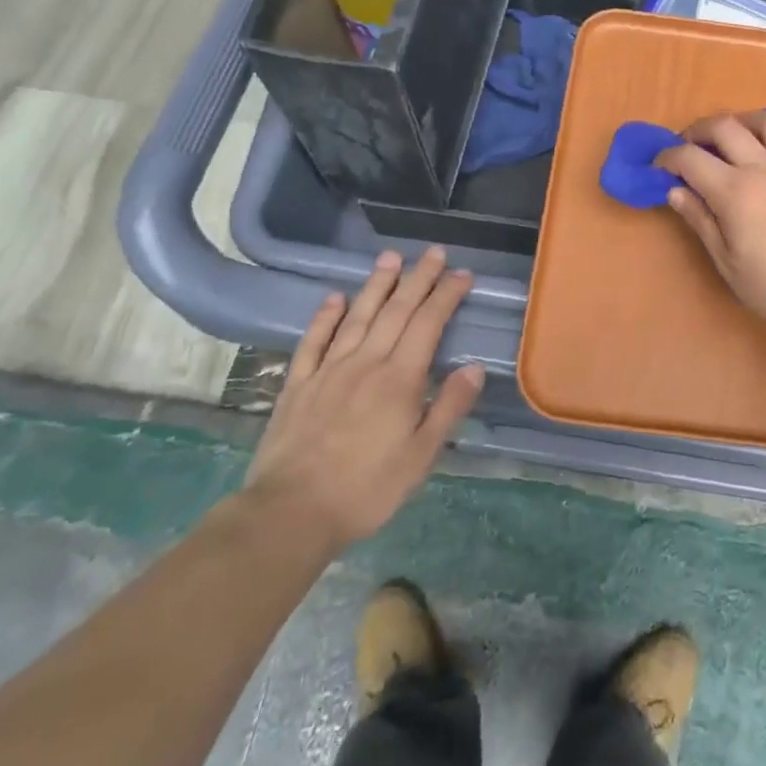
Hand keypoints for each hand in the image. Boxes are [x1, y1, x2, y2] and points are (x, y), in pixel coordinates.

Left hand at [243, 249, 483, 554]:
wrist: (290, 513)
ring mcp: (328, 371)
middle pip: (396, 311)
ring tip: (390, 257)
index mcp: (399, 379)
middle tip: (434, 253)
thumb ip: (448, 408)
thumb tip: (475, 367)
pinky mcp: (298, 385)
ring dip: (376, 285)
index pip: (428, 325)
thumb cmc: (366, 489)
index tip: (462, 275)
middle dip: (418, 279)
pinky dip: (325, 317)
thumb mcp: (421, 457)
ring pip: (357, 316)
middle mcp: (366, 363)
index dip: (446, 296)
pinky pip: (313, 341)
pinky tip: (334, 298)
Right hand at [656, 111, 765, 332]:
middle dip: (699, 130)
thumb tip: (674, 191)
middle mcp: (764, 167)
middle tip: (690, 147)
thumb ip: (700, 220)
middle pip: (725, 126)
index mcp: (734, 189)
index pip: (690, 157)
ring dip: (746, 124)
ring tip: (737, 140)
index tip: (659, 167)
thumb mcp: (726, 262)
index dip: (668, 157)